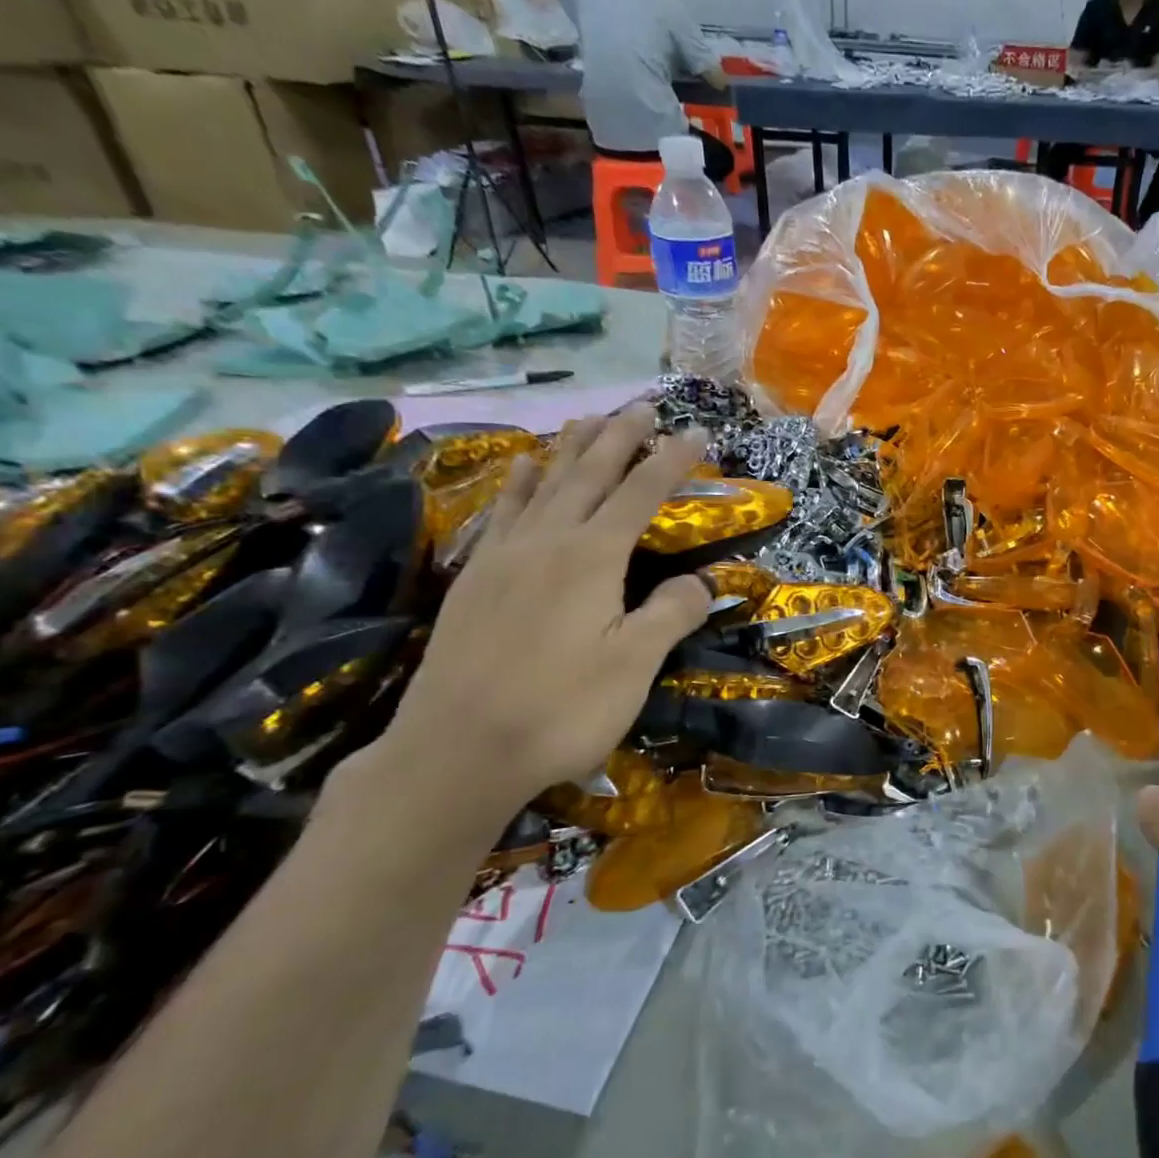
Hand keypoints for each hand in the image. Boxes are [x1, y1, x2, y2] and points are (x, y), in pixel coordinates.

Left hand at [355, 409, 710, 848]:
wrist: (457, 751)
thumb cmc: (560, 709)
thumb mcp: (634, 664)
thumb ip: (671, 613)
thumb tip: (702, 581)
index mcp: (592, 556)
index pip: (641, 493)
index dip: (671, 460)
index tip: (697, 433)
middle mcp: (547, 541)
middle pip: (589, 474)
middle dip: (620, 437)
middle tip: (642, 405)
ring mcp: (504, 556)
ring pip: (544, 485)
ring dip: (570, 449)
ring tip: (588, 419)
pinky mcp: (476, 578)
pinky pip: (503, 512)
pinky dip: (519, 484)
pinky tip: (522, 469)